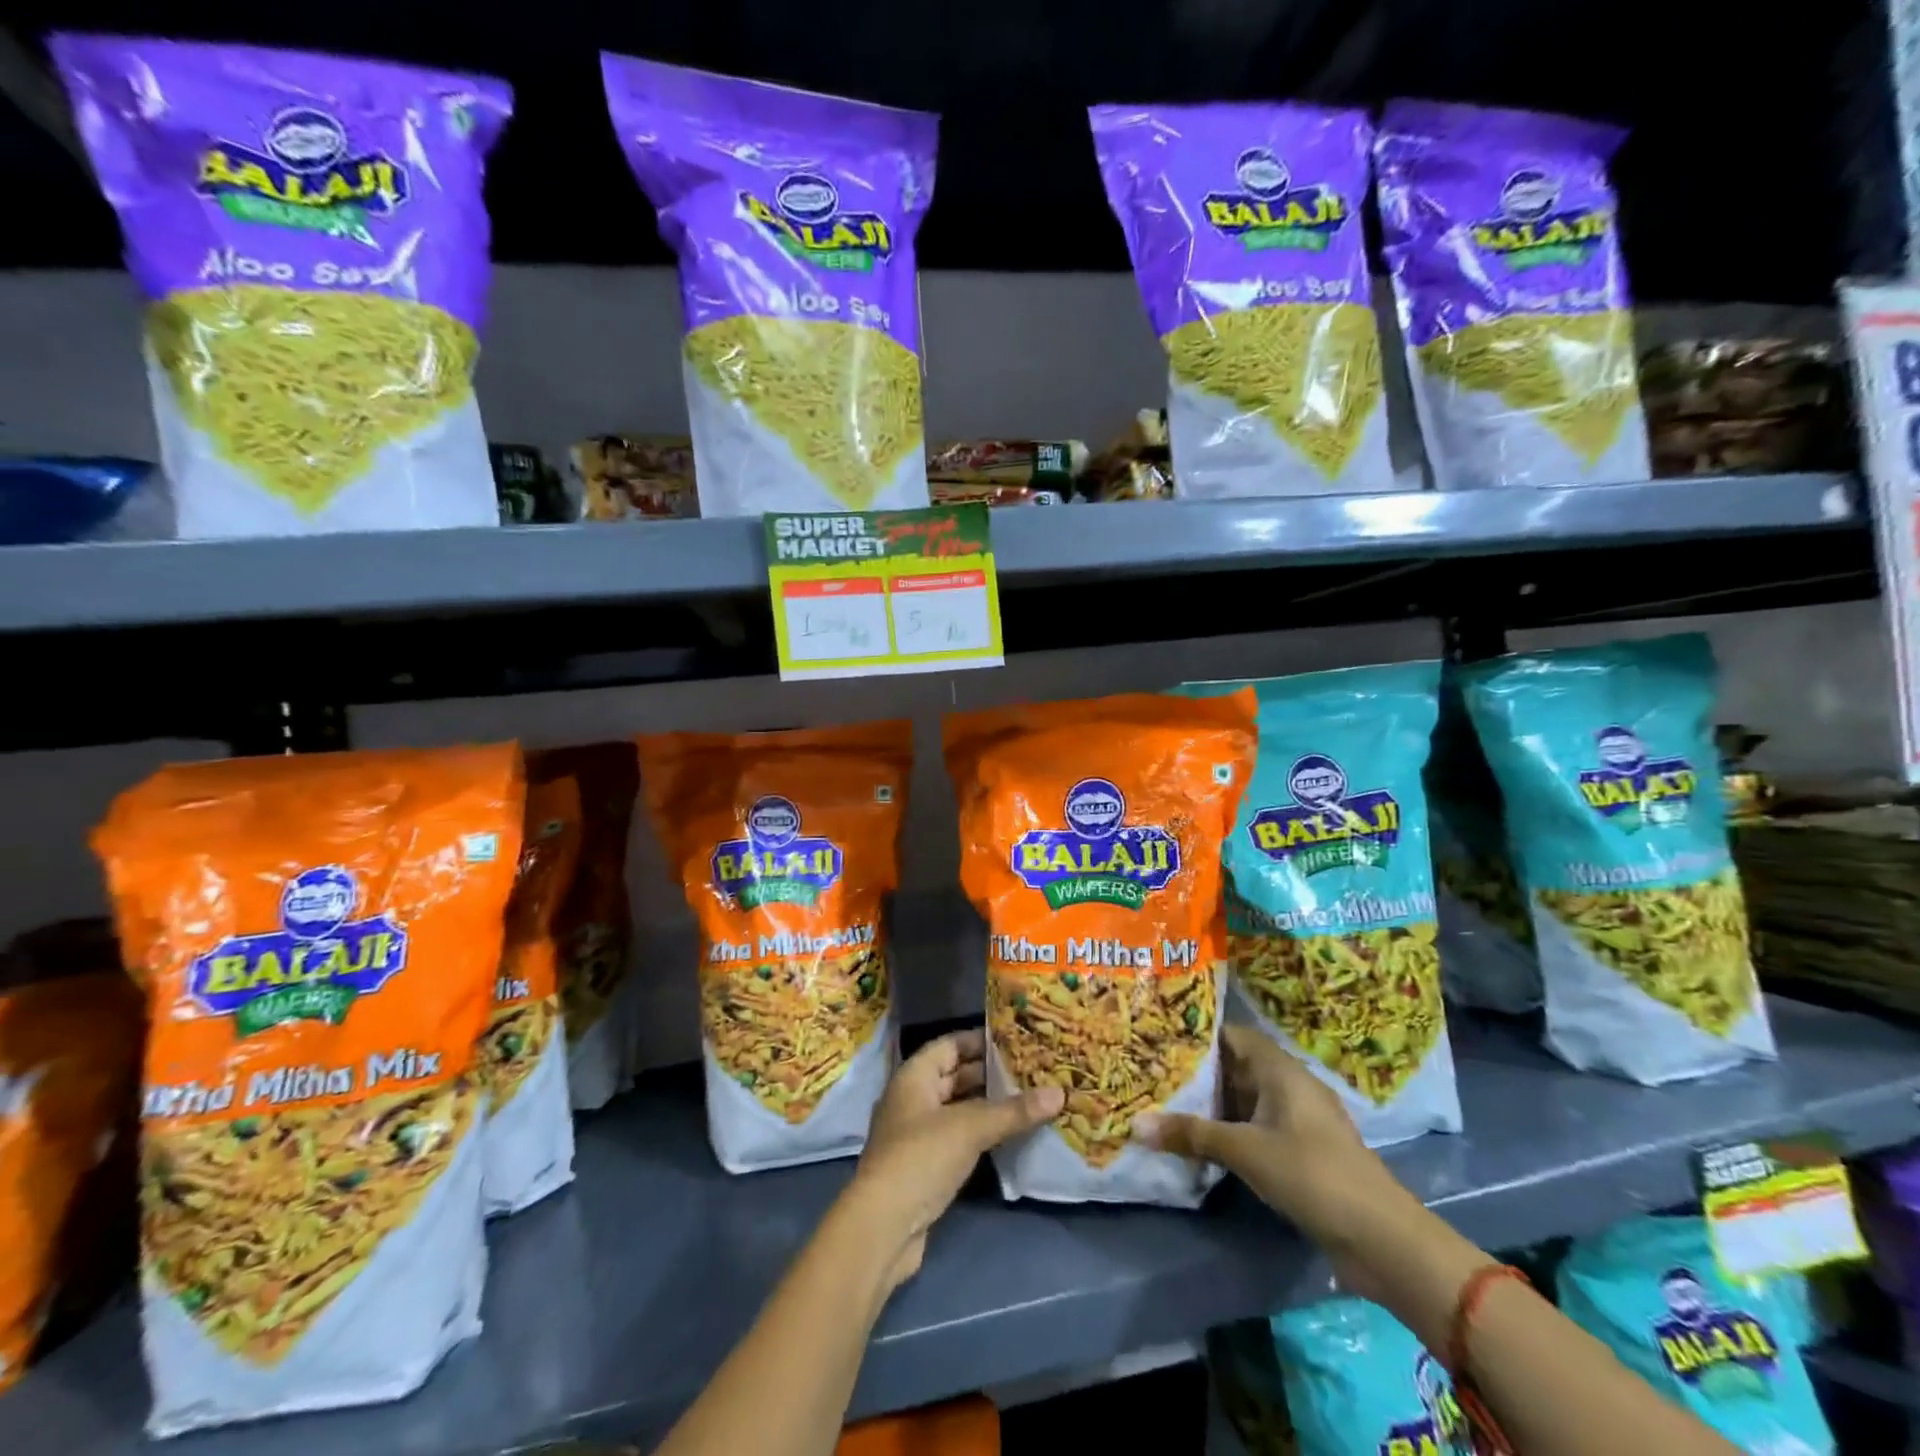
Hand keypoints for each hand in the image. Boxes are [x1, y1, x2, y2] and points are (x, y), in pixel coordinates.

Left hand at [846, 1029, 1062, 1289]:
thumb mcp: (970, 1128)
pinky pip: (958, 1136)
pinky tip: (1011, 1135)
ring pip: (958, 1108)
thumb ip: (1013, 1111)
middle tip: (1032, 1070)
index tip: (1017, 1039)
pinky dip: (981, 1132)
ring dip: (988, 1105)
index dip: (981, 1040)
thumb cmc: (921, 1158)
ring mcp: (917, 1133)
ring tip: (1029, 1099)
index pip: (950, 1044)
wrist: (883, 1227)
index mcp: (914, 1076)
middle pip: (955, 1075)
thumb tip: (1059, 1093)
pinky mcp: (925, 1165)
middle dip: (990, 1073)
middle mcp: (912, 1098)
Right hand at [1133, 1025, 1397, 1268]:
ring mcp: (1298, 1120)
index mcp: (1281, 1069)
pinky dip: (1229, 1130)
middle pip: (1236, 1067)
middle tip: (1152, 1074)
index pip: (1231, 1035)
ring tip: (1166, 1105)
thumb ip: (1191, 1134)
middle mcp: (1290, 1085)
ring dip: (1212, 1106)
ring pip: (1245, 1100)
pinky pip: (1256, 1127)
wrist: (1383, 1239)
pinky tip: (1200, 1142)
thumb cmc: (1312, 1174)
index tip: (1158, 1038)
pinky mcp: (1303, 1152)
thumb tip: (1135, 1124)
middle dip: (1197, 1073)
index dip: (1196, 1035)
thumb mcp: (1245, 1151)